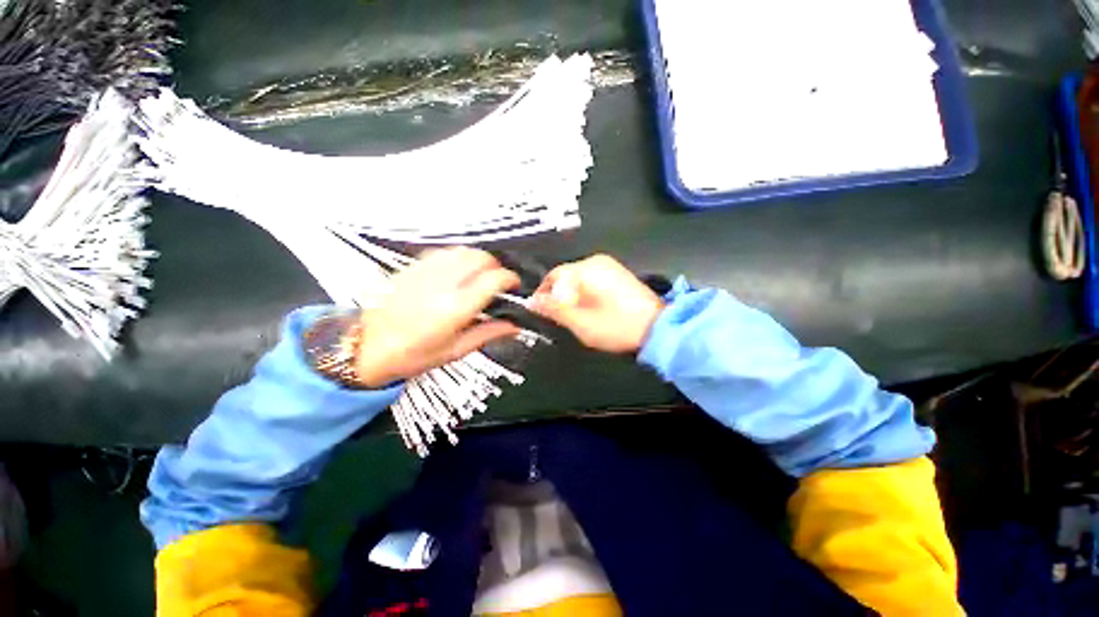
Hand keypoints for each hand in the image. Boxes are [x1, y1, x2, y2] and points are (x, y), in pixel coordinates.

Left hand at [355, 247, 520, 386]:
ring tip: (479, 274)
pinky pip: (442, 252)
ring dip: (477, 259)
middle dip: (496, 266)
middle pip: (480, 258)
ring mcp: (424, 273)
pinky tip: (457, 270)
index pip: (493, 280)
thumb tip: (514, 326)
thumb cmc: (411, 355)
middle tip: (497, 281)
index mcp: (455, 309)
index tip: (513, 285)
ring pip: (462, 251)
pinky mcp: (412, 268)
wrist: (364, 348)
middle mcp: (441, 285)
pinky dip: (457, 257)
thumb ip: (488, 334)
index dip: (510, 278)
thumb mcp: (455, 351)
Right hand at [529, 254, 663, 353]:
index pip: (553, 275)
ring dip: (572, 297)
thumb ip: (553, 309)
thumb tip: (531, 301)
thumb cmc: (616, 326)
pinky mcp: (618, 275)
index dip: (543, 294)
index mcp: (587, 269)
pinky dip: (585, 294)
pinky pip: (592, 281)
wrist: (657, 330)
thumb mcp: (579, 321)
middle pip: (566, 277)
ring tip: (575, 316)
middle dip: (558, 296)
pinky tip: (591, 310)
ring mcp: (610, 267)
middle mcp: (598, 262)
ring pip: (579, 280)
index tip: (539, 310)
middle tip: (559, 317)